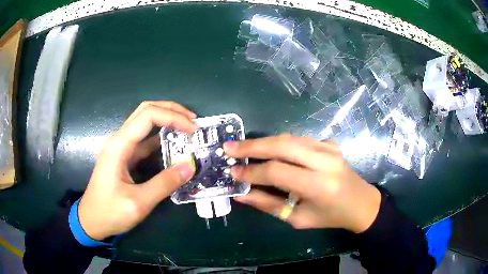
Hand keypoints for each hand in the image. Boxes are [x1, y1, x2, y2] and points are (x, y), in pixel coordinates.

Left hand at [78, 101, 197, 239]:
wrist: (91, 220)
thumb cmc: (109, 212)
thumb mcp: (139, 203)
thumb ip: (164, 184)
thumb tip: (190, 166)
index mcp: (119, 145)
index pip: (148, 116)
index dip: (174, 117)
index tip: (194, 130)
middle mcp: (119, 139)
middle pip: (146, 110)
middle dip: (171, 110)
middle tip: (194, 121)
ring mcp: (121, 147)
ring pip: (144, 121)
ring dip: (166, 120)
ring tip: (188, 128)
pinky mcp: (124, 156)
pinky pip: (144, 138)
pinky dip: (160, 136)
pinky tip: (173, 143)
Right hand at [224, 134, 380, 232]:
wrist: (361, 203)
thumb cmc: (330, 217)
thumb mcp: (298, 218)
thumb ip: (269, 204)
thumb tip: (241, 194)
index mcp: (318, 185)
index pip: (277, 171)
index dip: (252, 171)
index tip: (232, 172)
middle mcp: (324, 161)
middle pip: (282, 145)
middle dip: (252, 146)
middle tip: (229, 148)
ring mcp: (329, 148)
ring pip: (289, 138)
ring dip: (263, 141)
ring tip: (242, 147)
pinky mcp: (330, 144)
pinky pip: (299, 139)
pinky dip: (280, 142)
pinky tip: (267, 148)